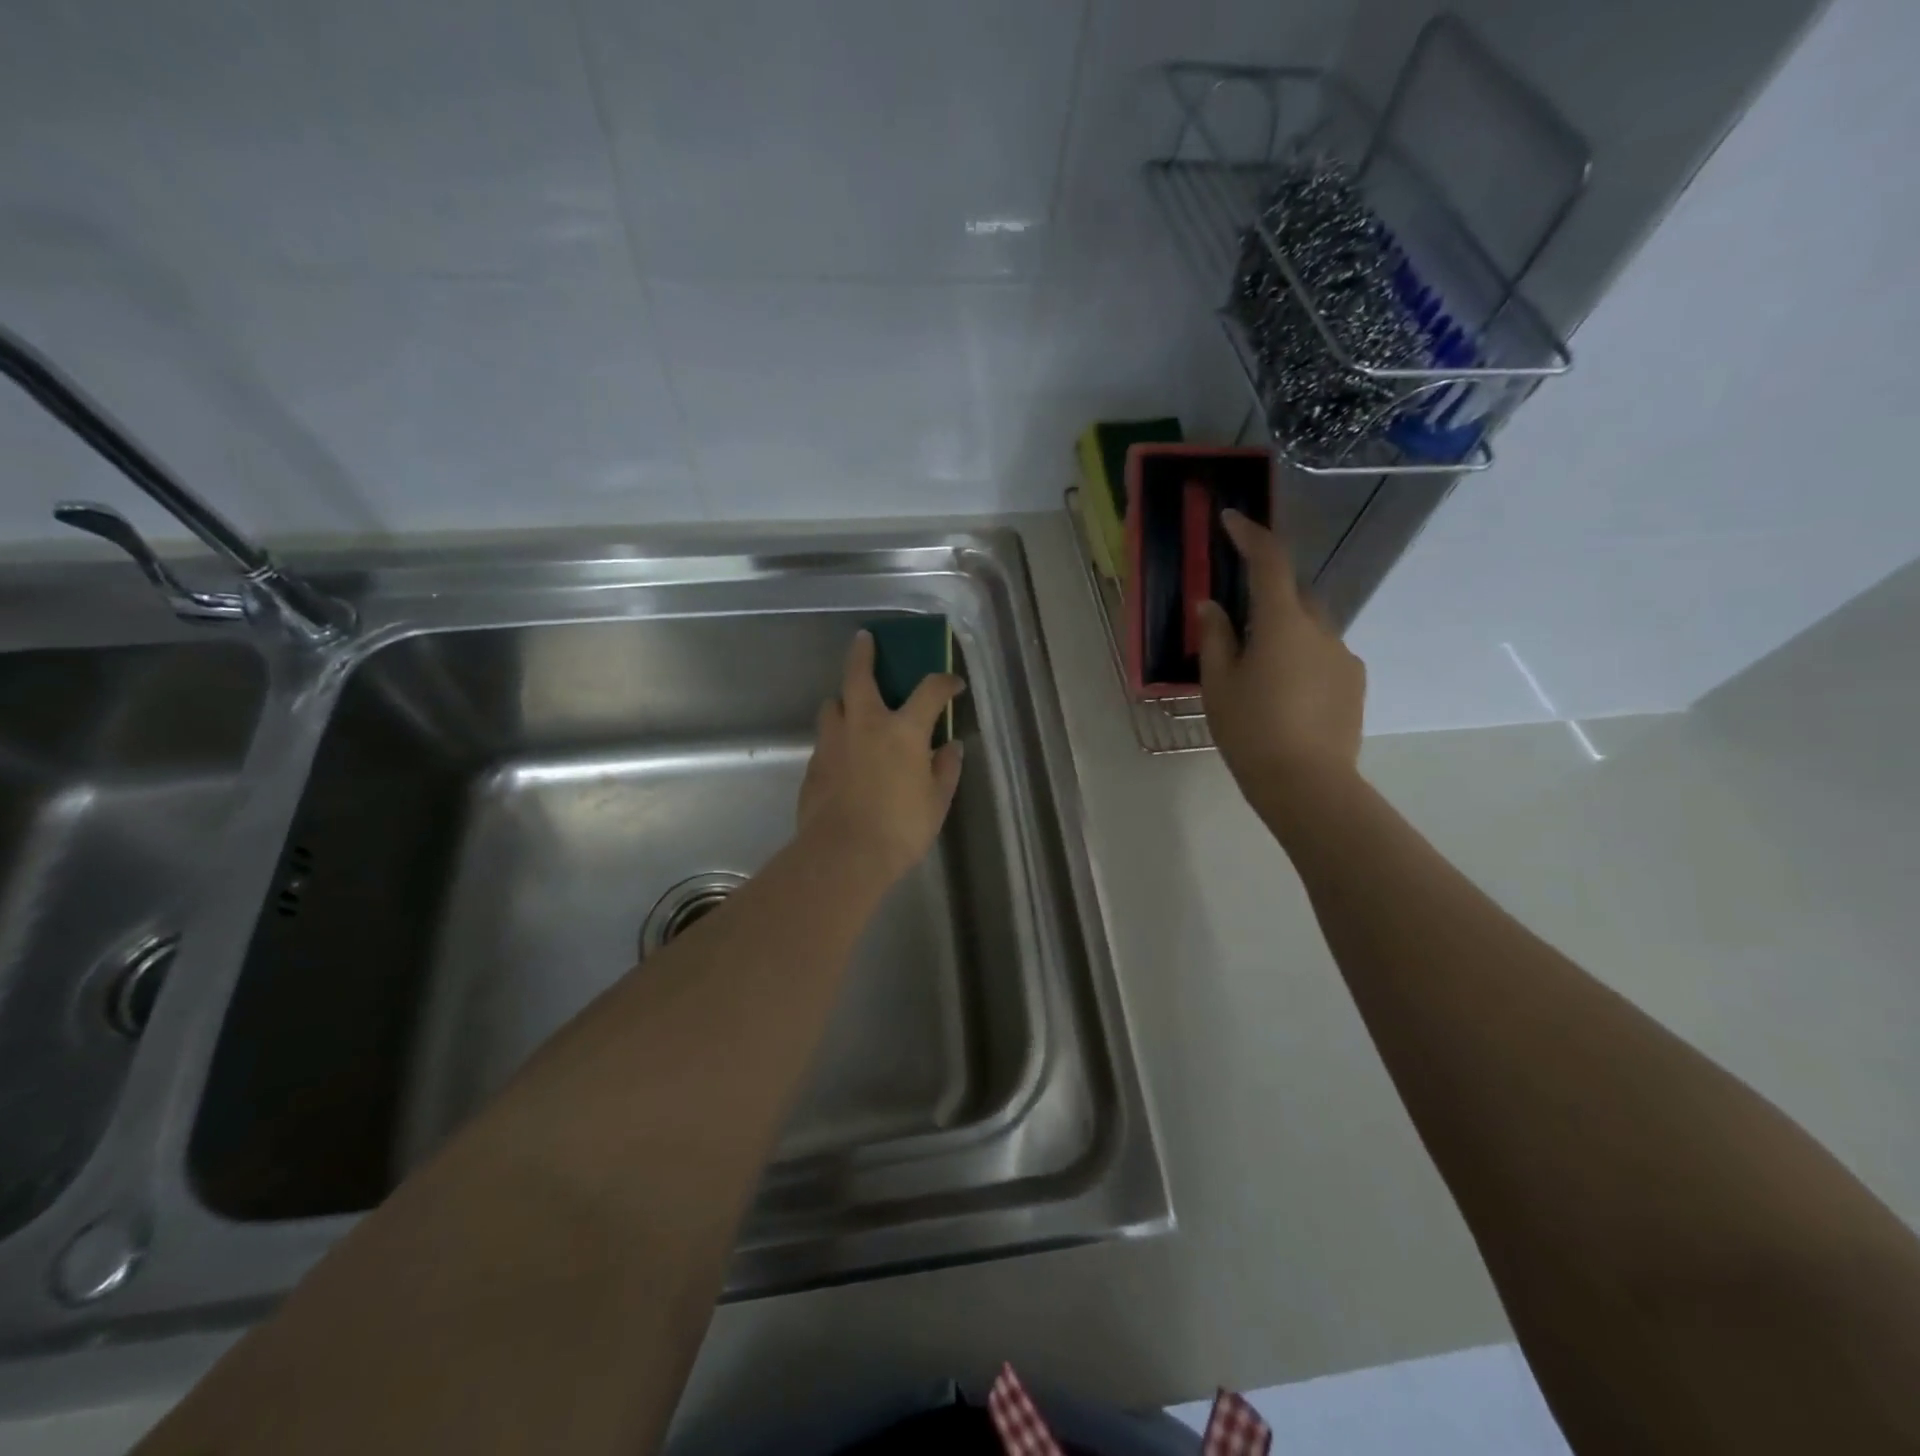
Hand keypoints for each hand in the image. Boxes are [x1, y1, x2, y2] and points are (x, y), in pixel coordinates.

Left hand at [797, 630, 965, 886]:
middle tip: (864, 639)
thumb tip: (950, 746)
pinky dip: (837, 737)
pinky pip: (825, 739)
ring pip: (833, 705)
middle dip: (863, 653)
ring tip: (853, 709)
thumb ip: (945, 769)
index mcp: (902, 731)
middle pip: (859, 676)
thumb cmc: (900, 829)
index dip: (944, 682)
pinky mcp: (813, 765)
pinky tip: (844, 755)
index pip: (929, 691)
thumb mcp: (936, 802)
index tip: (953, 684)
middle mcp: (864, 725)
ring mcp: (833, 743)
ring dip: (845, 700)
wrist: (843, 856)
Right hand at [1198, 510, 1365, 811]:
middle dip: (1268, 596)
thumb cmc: (1251, 731)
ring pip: (1310, 628)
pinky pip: (1324, 655)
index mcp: (1282, 623)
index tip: (1231, 519)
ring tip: (1260, 676)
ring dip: (1285, 634)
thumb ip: (1216, 638)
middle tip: (1238, 627)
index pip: (1269, 562)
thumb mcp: (1218, 685)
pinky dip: (1302, 660)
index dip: (1250, 534)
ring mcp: (1343, 656)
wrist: (1307, 784)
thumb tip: (1213, 607)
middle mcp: (1321, 629)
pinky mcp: (1354, 683)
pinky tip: (1285, 697)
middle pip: (1294, 594)